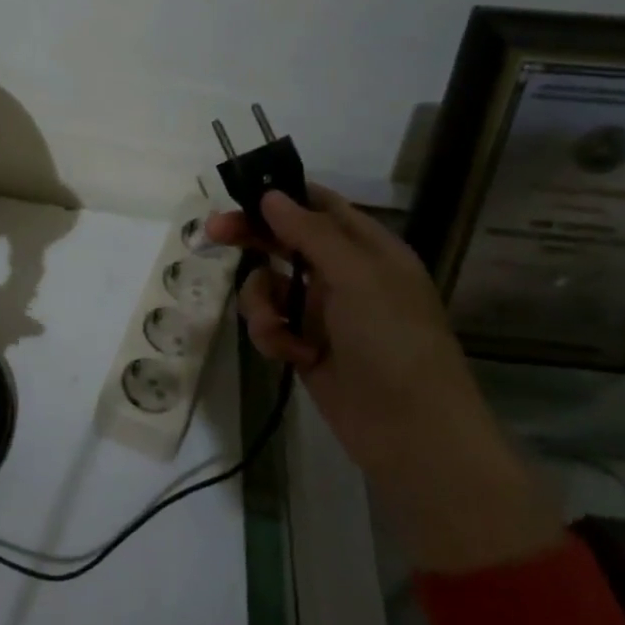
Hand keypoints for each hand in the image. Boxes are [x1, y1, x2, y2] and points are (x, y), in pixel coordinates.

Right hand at [207, 187, 560, 573]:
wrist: (412, 433)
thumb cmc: (393, 341)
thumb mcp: (356, 276)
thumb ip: (310, 232)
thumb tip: (271, 195)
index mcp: (368, 249)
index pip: (320, 205)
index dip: (282, 195)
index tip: (241, 191)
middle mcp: (344, 274)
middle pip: (285, 241)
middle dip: (252, 239)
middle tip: (213, 234)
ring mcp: (323, 312)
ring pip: (268, 285)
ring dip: (260, 302)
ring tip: (274, 328)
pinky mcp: (305, 346)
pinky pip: (270, 324)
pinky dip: (271, 336)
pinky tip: (289, 355)